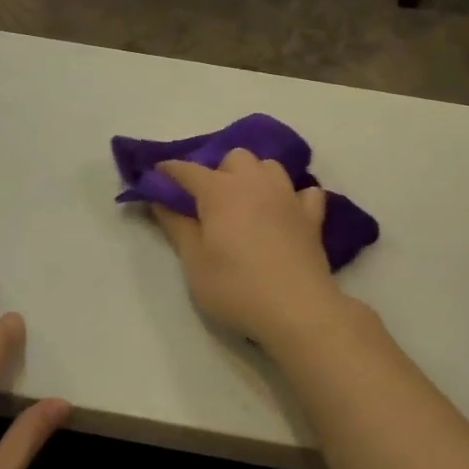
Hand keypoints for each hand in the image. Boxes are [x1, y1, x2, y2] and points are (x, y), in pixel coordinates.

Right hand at [152, 149, 347, 347]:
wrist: (297, 310)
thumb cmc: (236, 287)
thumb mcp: (194, 262)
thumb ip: (177, 226)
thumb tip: (160, 200)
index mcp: (220, 191)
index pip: (188, 170)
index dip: (169, 171)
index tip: (156, 177)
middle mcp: (255, 183)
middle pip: (235, 157)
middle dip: (219, 170)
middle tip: (209, 202)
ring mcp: (288, 197)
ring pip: (270, 166)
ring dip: (255, 176)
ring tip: (247, 203)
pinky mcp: (312, 217)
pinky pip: (305, 192)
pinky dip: (293, 197)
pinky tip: (286, 213)